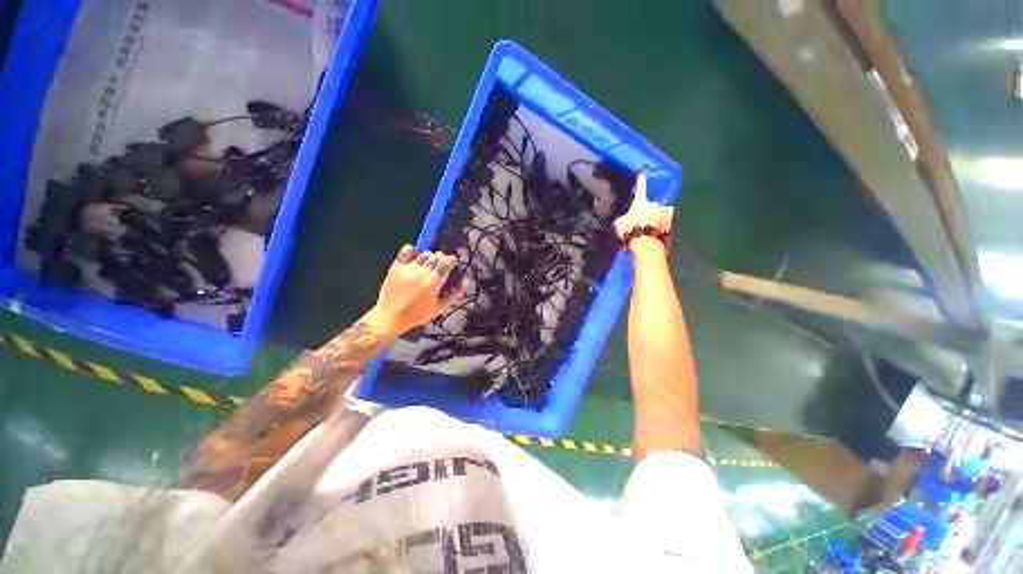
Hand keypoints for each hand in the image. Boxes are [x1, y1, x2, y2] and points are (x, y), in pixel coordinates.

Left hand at [368, 245, 465, 334]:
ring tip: (430, 263)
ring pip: (424, 254)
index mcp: (434, 282)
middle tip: (442, 264)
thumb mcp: (440, 307)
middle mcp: (422, 272)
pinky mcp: (396, 267)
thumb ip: (455, 295)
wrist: (391, 316)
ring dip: (430, 256)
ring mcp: (408, 268)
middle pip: (436, 256)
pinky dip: (412, 250)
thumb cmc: (418, 314)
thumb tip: (466, 282)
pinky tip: (415, 254)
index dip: (452, 259)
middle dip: (442, 258)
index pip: (446, 262)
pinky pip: (406, 251)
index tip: (453, 262)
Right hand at [613, 170, 674, 242]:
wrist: (645, 243)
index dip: (641, 179)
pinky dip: (663, 220)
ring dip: (655, 215)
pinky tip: (659, 226)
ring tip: (649, 225)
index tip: (643, 171)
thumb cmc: (629, 231)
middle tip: (640, 220)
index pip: (640, 187)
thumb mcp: (619, 224)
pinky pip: (666, 218)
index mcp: (640, 201)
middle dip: (646, 210)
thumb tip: (624, 219)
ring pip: (659, 210)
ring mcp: (663, 212)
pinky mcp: (669, 222)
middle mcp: (653, 203)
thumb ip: (622, 218)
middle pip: (650, 203)